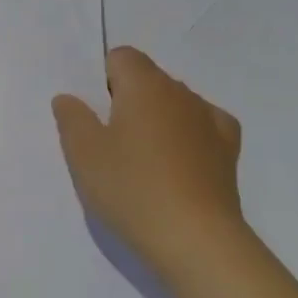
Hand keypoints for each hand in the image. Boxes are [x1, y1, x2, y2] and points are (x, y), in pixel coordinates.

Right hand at [52, 46, 244, 272]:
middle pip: (148, 79)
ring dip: (158, 119)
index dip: (102, 79)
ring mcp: (209, 120)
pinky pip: (203, 127)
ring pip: (175, 103)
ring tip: (143, 161)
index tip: (94, 116)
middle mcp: (180, 92)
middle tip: (110, 143)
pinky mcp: (228, 151)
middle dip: (128, 100)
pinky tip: (179, 161)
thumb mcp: (83, 154)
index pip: (121, 57)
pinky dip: (189, 136)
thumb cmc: (132, 189)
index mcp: (144, 84)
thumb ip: (72, 118)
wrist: (197, 240)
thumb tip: (69, 97)